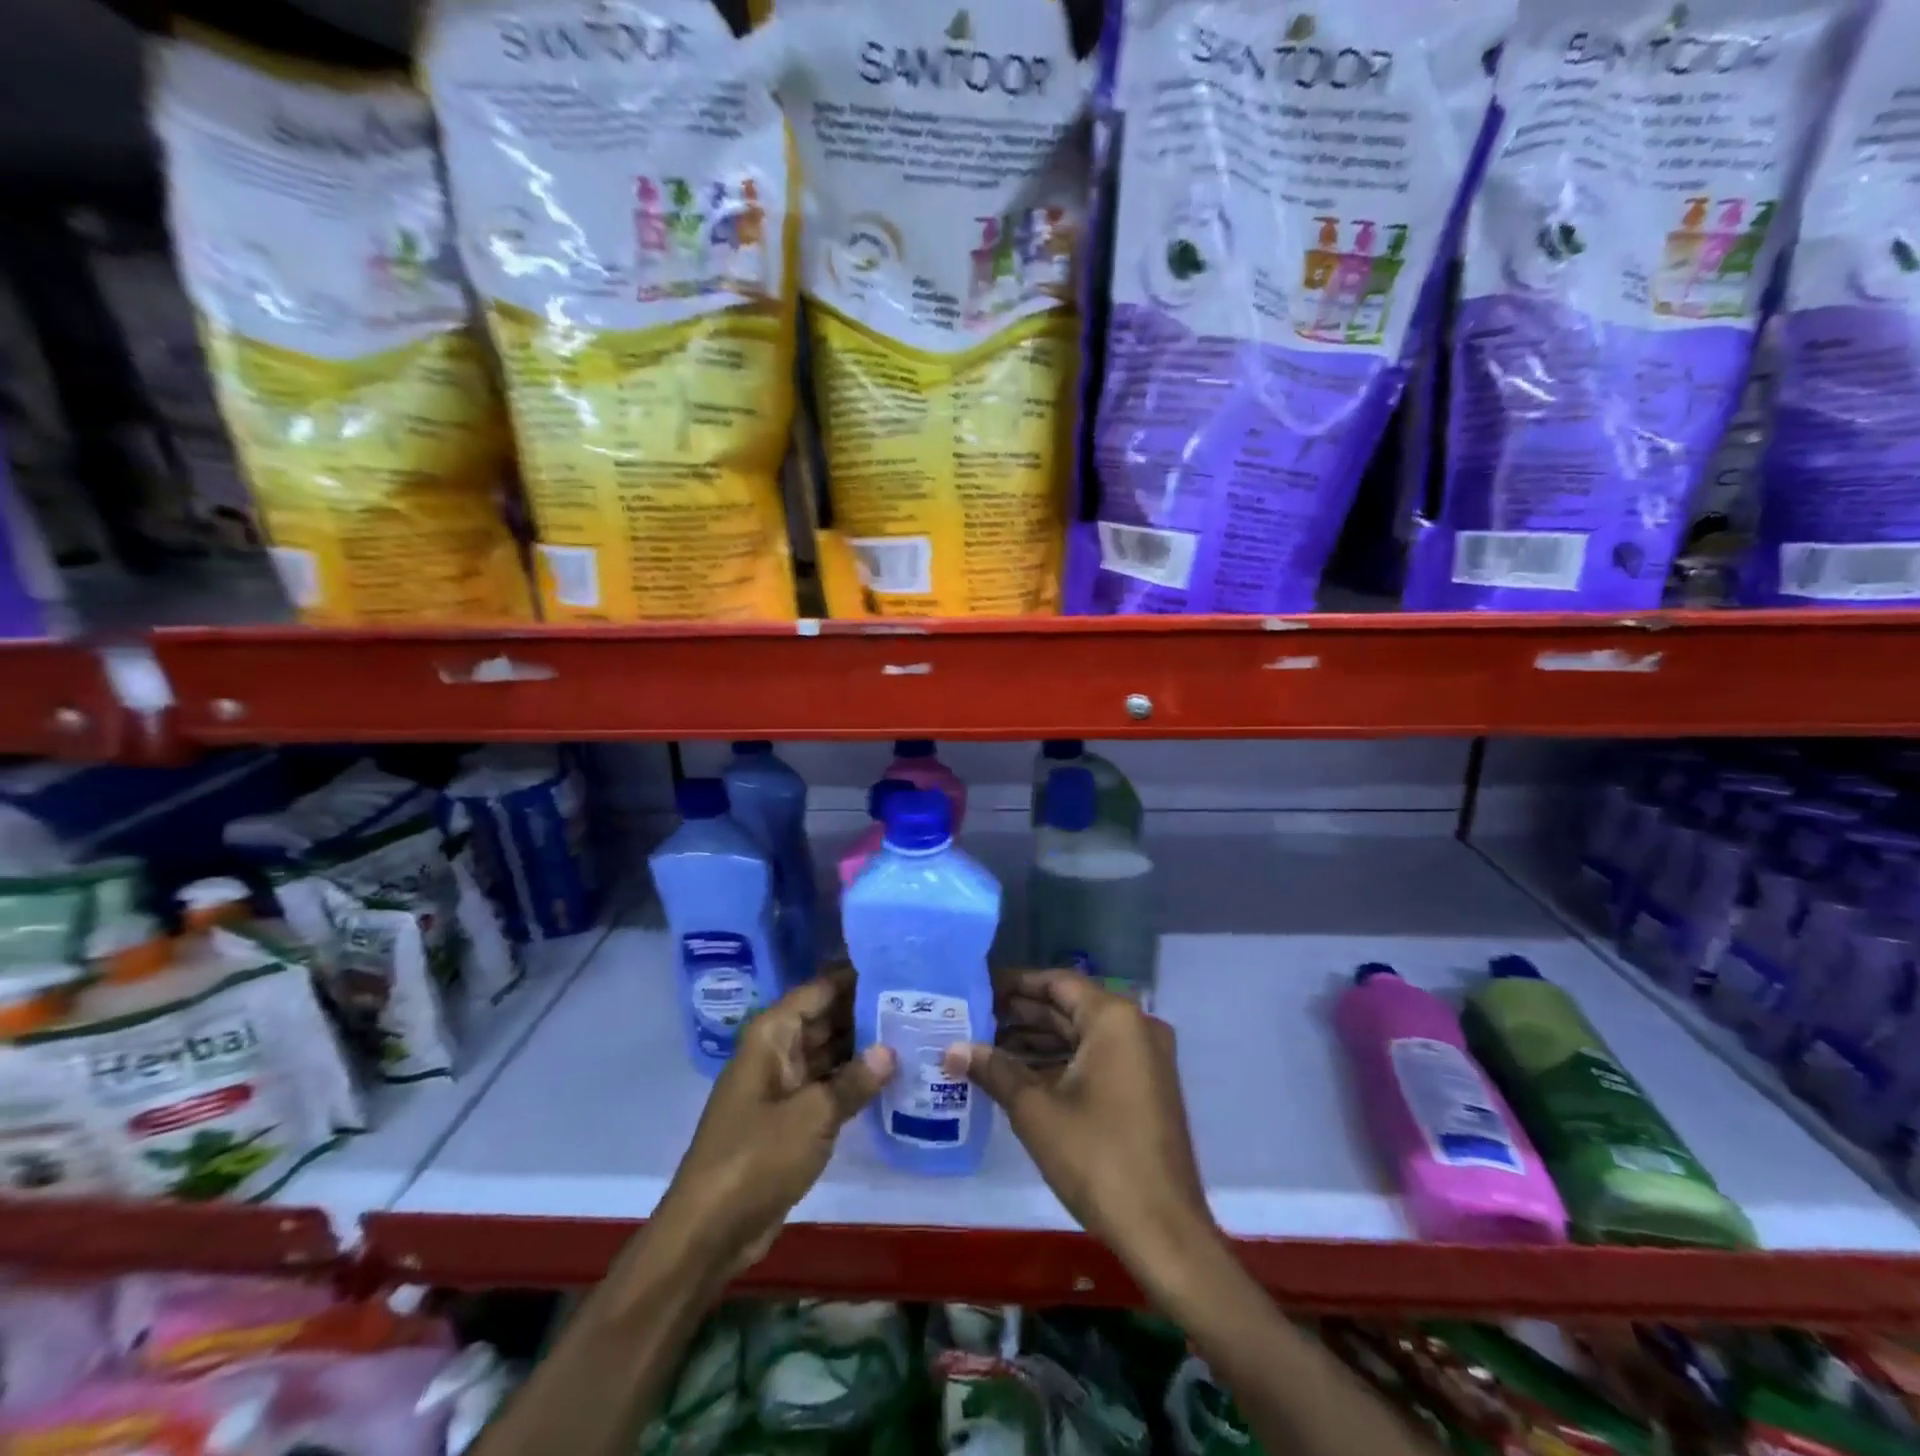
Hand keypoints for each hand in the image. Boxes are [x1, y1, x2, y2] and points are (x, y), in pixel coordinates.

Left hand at [656, 969, 894, 1279]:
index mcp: (772, 1036)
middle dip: (865, 1012)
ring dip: (863, 1048)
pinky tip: (891, 1078)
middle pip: (825, 1019)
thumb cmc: (756, 1158)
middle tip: (916, 1003)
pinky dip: (852, 1081)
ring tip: (913, 1033)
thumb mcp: (813, 1116)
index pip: (819, 990)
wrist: (709, 1231)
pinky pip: (826, 1085)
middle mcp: (776, 1051)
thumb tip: (890, 1050)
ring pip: (828, 1053)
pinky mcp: (789, 1118)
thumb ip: (854, 1080)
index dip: (855, 978)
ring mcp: (782, 1085)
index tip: (898, 968)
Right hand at [944, 971, 1215, 1276]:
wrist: (1164, 1232)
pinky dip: (1061, 1062)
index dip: (1014, 984)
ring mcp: (1144, 1058)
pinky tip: (1020, 1074)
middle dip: (1021, 1014)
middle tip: (973, 1018)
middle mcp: (1135, 1027)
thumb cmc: (1098, 1158)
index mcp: (1114, 1018)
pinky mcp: (1144, 1087)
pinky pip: (1096, 1058)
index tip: (977, 988)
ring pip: (1081, 1035)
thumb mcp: (1036, 1111)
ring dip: (1038, 1040)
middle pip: (1069, 1007)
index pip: (1056, 982)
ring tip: (986, 1046)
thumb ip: (994, 1070)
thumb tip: (951, 1049)